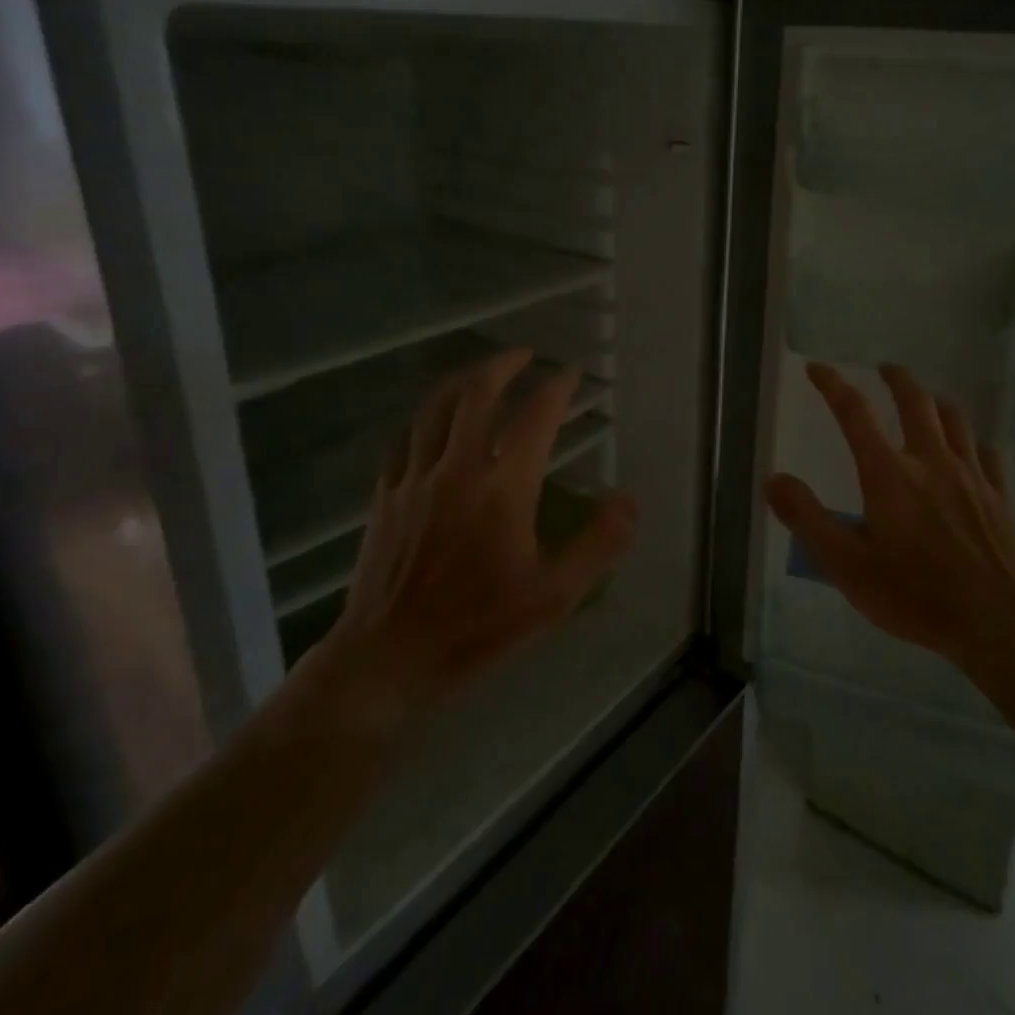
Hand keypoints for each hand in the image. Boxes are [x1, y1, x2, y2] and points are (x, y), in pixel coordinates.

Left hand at [306, 349, 636, 734]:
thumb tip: (627, 499)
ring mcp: (415, 480)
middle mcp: (457, 469)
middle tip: (524, 355)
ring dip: (462, 381)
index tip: (571, 374)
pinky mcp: (386, 497)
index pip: (534, 418)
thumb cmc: (477, 628)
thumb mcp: (554, 596)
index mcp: (502, 489)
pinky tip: (434, 423)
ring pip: (435, 408)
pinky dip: (426, 418)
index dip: (556, 388)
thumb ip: (598, 544)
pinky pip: (406, 439)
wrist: (387, 660)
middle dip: (503, 366)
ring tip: (481, 373)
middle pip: (476, 395)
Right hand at [764, 362, 1014, 732]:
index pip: (855, 413)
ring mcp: (970, 475)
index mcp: (889, 474)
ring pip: (955, 418)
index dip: (833, 385)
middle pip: (915, 401)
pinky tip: (970, 448)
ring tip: (926, 398)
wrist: (997, 621)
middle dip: (897, 379)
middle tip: (885, 369)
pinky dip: (972, 440)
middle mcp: (930, 461)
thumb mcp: (847, 565)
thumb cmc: (914, 595)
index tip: (818, 368)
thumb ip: (808, 519)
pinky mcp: (998, 496)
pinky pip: (986, 452)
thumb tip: (773, 480)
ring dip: (936, 400)